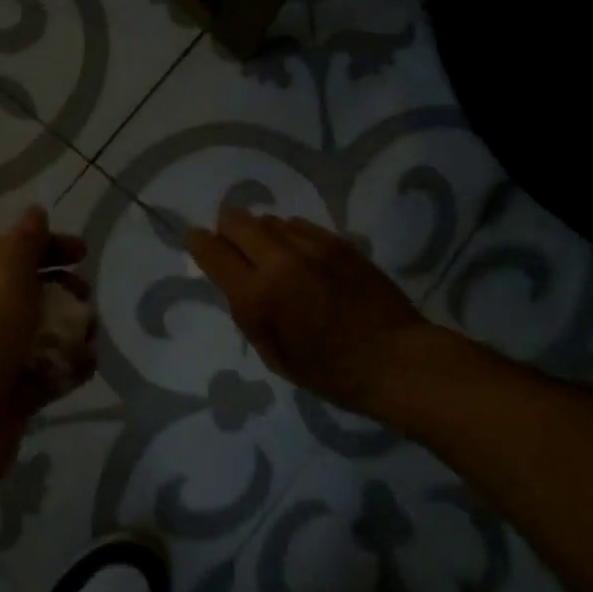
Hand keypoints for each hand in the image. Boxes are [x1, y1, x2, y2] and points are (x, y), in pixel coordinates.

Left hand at [0, 207, 89, 536]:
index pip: (7, 249)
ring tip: (86, 341)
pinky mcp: (7, 394)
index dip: (47, 245)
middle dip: (63, 292)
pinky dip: (66, 368)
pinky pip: (44, 371)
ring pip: (41, 333)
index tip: (83, 254)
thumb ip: (24, 243)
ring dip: (71, 332)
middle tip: (84, 301)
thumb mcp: (1, 278)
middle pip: (28, 291)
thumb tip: (35, 211)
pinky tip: (80, 370)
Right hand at [186, 208, 429, 413]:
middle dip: (227, 230)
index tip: (196, 242)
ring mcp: (312, 245)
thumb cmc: (329, 372)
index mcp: (258, 295)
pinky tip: (301, 258)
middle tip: (232, 247)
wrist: (395, 359)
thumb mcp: (273, 355)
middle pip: (237, 220)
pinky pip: (299, 225)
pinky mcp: (338, 241)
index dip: (198, 243)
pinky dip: (290, 236)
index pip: (212, 250)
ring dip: (261, 234)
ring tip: (272, 257)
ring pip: (269, 219)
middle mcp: (280, 260)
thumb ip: (248, 312)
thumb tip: (236, 280)